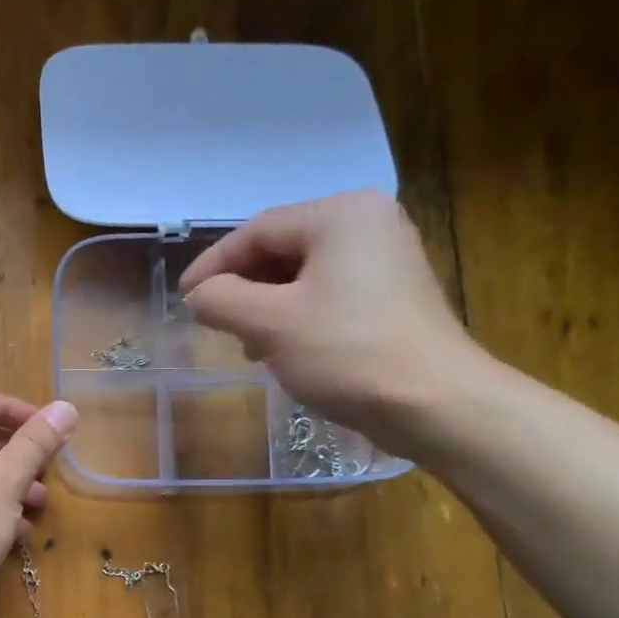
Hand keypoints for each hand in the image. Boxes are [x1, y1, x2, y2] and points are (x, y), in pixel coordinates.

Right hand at [177, 190, 494, 451]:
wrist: (433, 402)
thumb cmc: (347, 353)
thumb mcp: (270, 324)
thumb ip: (221, 300)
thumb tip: (198, 296)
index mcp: (341, 215)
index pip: (258, 230)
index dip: (213, 265)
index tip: (184, 299)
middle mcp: (368, 224)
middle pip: (281, 249)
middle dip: (242, 287)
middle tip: (215, 324)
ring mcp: (386, 259)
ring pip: (303, 275)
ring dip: (265, 306)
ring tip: (247, 344)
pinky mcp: (392, 295)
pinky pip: (328, 294)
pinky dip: (296, 316)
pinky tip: (282, 350)